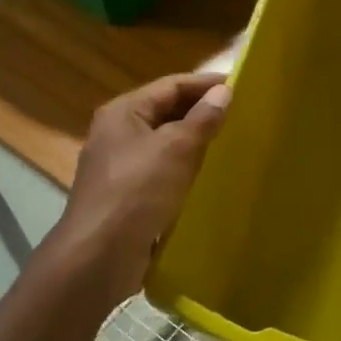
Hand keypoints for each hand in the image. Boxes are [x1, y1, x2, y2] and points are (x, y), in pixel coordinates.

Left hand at [54, 72, 230, 298]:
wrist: (98, 256)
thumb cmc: (136, 192)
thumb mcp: (175, 149)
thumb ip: (201, 119)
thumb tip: (224, 92)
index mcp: (123, 112)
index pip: (171, 85)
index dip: (206, 84)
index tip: (242, 87)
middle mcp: (118, 134)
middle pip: (166, 112)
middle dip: (202, 112)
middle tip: (242, 116)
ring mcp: (120, 167)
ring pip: (165, 145)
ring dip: (196, 143)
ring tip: (232, 144)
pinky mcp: (128, 198)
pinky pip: (163, 173)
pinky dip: (186, 171)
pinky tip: (209, 179)